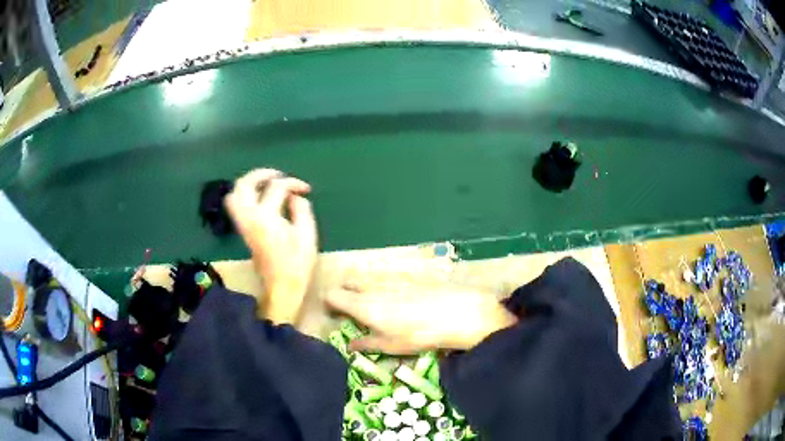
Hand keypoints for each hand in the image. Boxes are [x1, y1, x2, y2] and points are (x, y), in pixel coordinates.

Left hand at [225, 169, 317, 323]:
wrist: (281, 287)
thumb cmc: (297, 263)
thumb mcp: (307, 234)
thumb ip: (301, 209)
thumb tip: (295, 196)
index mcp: (266, 217)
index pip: (276, 187)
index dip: (293, 183)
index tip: (305, 189)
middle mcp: (249, 217)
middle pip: (244, 185)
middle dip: (260, 174)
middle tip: (278, 174)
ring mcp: (243, 224)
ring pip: (235, 194)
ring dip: (248, 183)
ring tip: (266, 183)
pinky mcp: (243, 230)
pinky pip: (236, 205)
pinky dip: (245, 195)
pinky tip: (260, 197)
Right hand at [325, 287, 516, 353]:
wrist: (455, 312)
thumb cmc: (418, 334)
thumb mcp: (390, 346)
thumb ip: (366, 343)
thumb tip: (350, 345)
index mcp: (362, 304)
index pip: (332, 295)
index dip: (329, 304)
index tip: (335, 316)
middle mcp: (372, 286)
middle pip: (347, 282)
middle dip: (344, 293)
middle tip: (351, 310)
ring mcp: (389, 278)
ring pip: (366, 279)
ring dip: (362, 289)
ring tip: (374, 307)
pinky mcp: (406, 275)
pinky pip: (384, 278)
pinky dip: (380, 287)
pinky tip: (396, 300)